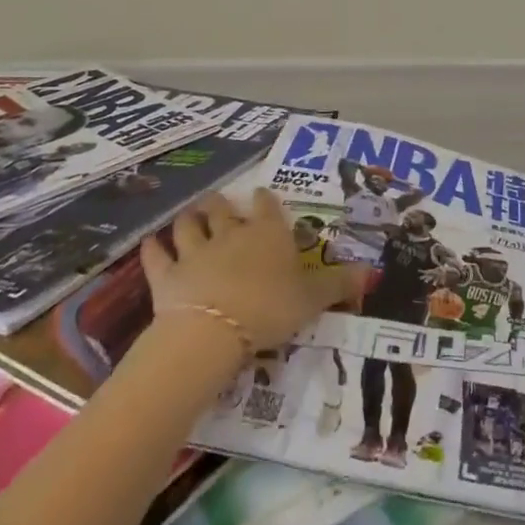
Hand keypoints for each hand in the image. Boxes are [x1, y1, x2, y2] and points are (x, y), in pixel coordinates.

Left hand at [142, 189, 364, 353]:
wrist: (214, 330)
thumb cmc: (270, 308)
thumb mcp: (313, 299)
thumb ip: (339, 284)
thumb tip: (373, 271)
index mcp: (268, 234)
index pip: (267, 206)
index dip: (265, 199)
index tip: (262, 194)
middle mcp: (231, 234)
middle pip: (223, 210)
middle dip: (221, 204)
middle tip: (220, 202)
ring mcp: (195, 251)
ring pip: (189, 225)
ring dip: (189, 219)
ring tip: (189, 215)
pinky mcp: (167, 275)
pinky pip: (156, 256)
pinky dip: (153, 248)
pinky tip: (151, 243)